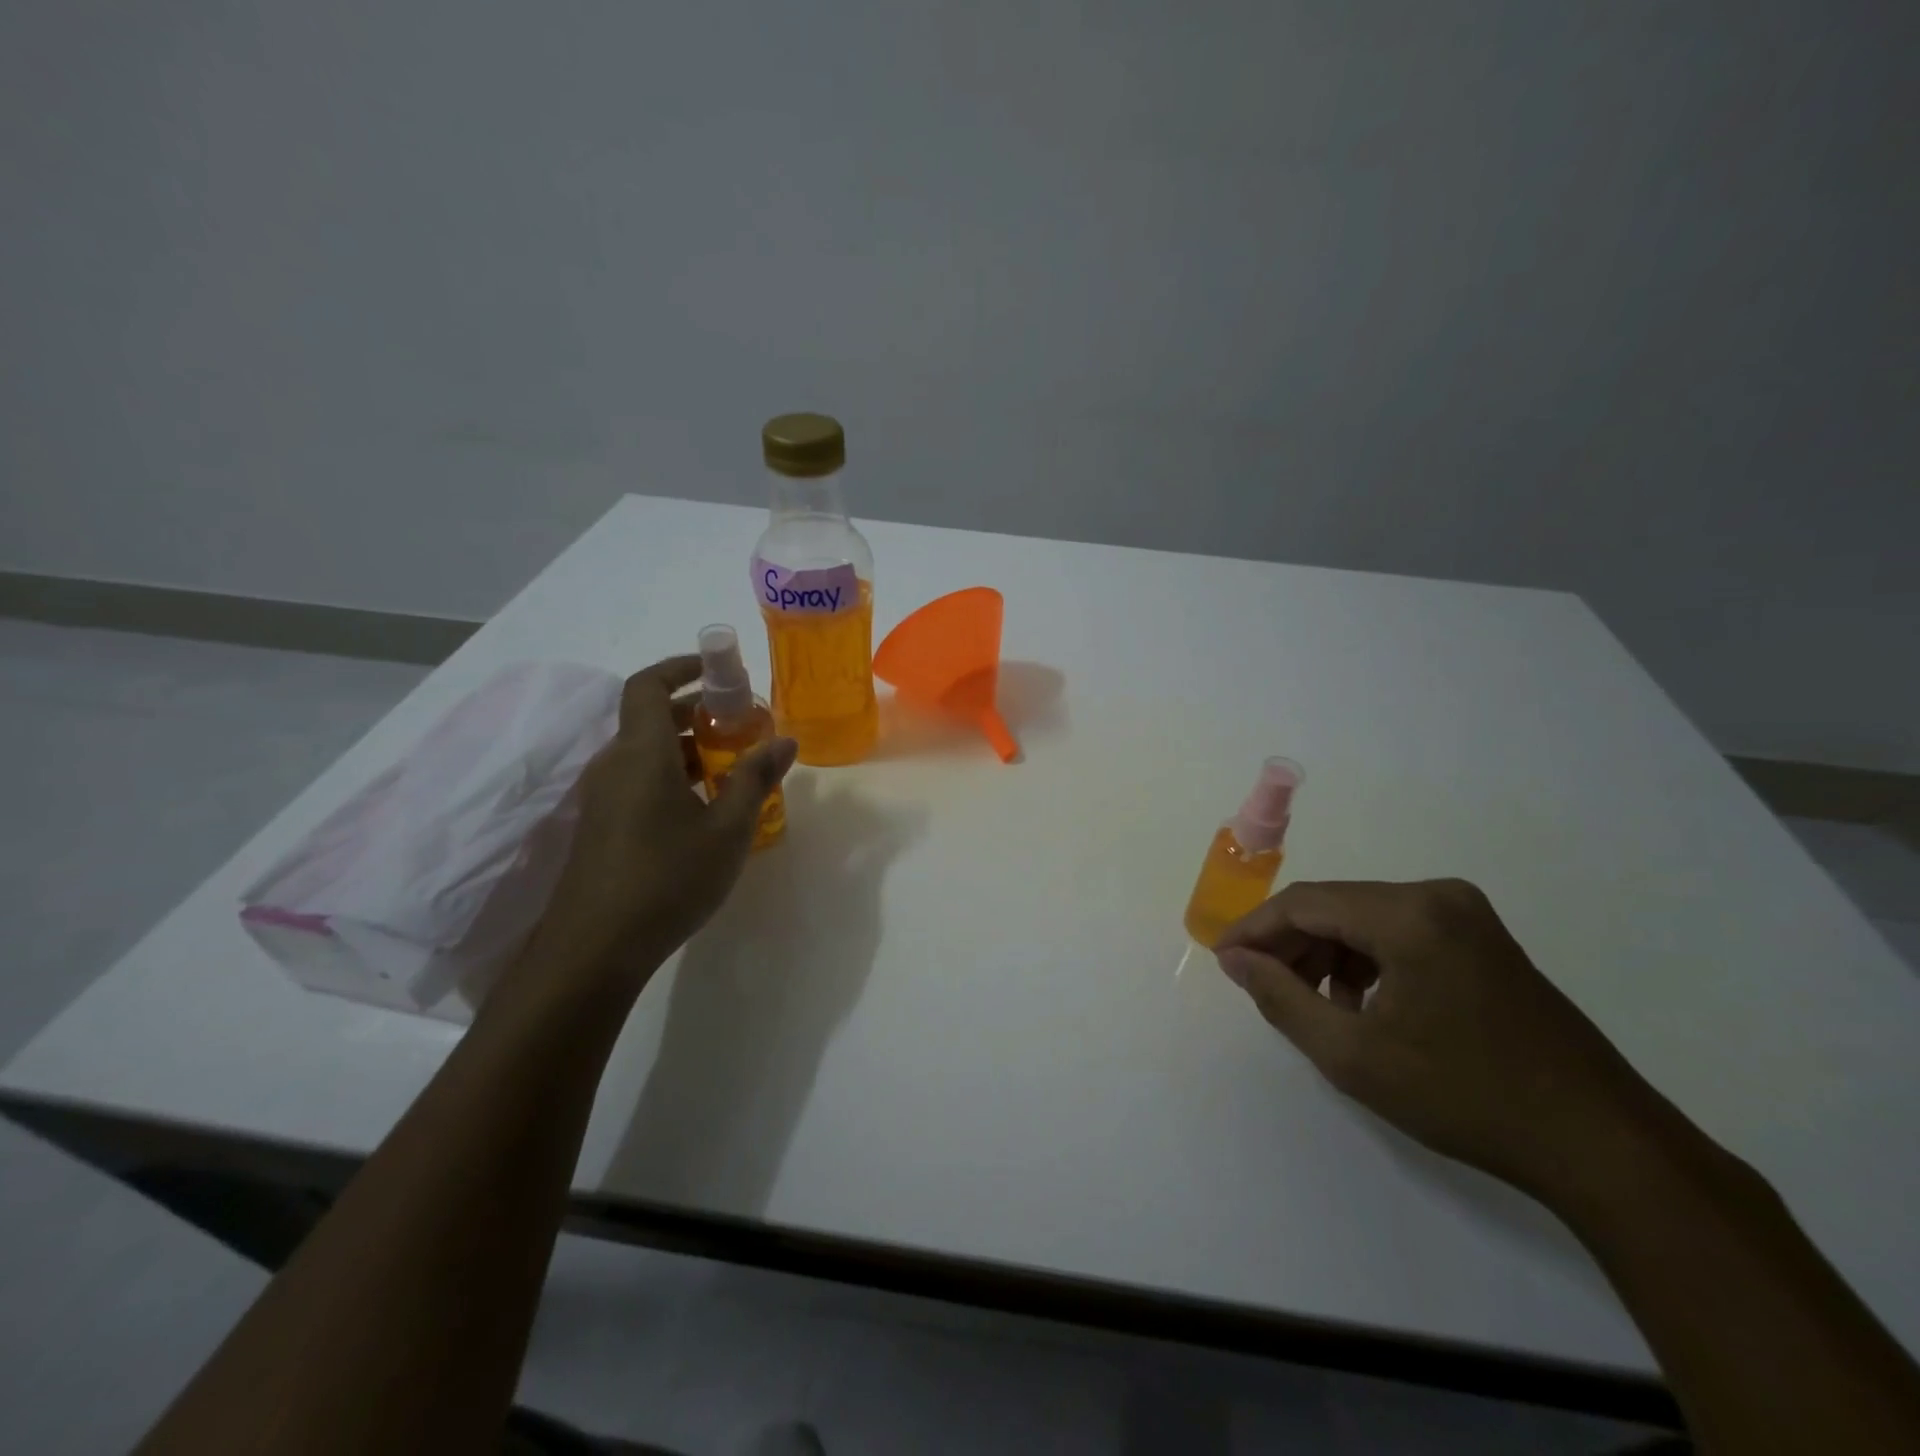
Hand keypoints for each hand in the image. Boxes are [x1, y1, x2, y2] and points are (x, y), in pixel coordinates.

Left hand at [518, 656, 796, 992]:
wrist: (594, 949)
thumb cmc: (667, 877)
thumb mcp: (727, 829)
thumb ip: (756, 779)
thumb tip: (786, 740)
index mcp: (640, 752)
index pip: (648, 684)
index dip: (681, 666)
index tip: (719, 668)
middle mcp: (615, 765)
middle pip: (650, 717)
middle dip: (697, 711)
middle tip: (743, 723)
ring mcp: (604, 797)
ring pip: (647, 753)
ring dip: (688, 747)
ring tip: (735, 766)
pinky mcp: (603, 826)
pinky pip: (640, 780)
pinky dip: (674, 776)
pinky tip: (707, 808)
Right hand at [1215, 879, 1670, 1205]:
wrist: (1602, 1145)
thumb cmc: (1466, 1097)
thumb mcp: (1354, 1056)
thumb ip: (1281, 998)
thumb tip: (1236, 960)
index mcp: (1408, 914)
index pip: (1305, 903)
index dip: (1255, 930)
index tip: (1224, 961)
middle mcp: (1437, 896)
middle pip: (1335, 906)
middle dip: (1290, 944)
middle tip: (1261, 986)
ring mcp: (1466, 914)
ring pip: (1364, 918)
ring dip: (1326, 953)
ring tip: (1311, 1004)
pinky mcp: (1483, 938)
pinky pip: (1399, 932)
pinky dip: (1366, 960)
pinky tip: (1361, 1004)